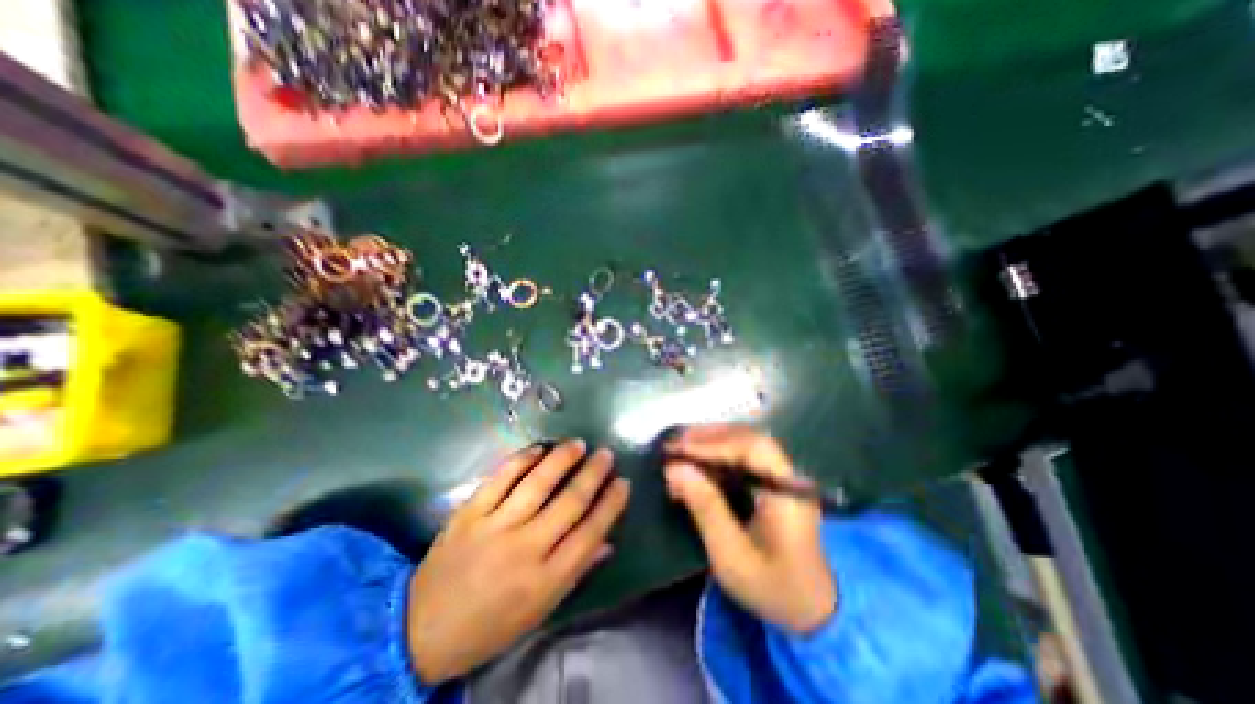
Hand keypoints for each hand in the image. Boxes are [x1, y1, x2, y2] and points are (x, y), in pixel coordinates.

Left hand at [409, 440, 631, 681]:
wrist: (420, 630)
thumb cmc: (490, 625)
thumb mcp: (540, 610)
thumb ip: (575, 572)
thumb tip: (607, 541)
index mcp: (545, 580)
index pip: (590, 533)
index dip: (611, 504)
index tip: (623, 482)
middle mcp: (525, 549)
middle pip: (569, 502)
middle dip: (593, 475)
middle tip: (606, 454)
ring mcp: (495, 527)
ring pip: (538, 483)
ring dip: (562, 459)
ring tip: (578, 444)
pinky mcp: (470, 513)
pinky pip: (501, 478)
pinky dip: (522, 460)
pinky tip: (538, 449)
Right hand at [666, 425, 831, 633]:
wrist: (811, 607)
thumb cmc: (772, 586)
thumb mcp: (732, 555)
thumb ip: (705, 508)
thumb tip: (675, 468)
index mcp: (788, 492)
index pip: (752, 448)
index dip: (714, 443)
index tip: (679, 448)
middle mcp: (789, 475)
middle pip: (749, 439)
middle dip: (709, 437)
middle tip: (675, 443)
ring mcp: (783, 476)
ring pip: (746, 444)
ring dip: (712, 442)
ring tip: (681, 449)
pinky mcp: (774, 481)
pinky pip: (745, 457)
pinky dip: (718, 454)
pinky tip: (698, 465)